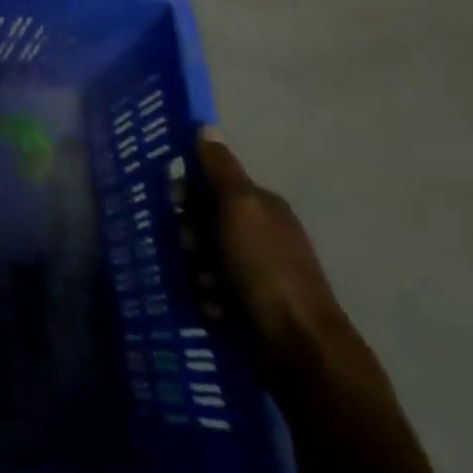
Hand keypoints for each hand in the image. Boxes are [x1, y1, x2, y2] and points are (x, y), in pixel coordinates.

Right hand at [197, 129, 349, 367]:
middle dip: (188, 235)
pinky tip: (214, 307)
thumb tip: (206, 126)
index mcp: (260, 206)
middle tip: (192, 249)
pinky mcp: (247, 304)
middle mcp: (258, 233)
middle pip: (200, 221)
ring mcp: (254, 270)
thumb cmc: (265, 267)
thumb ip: (220, 169)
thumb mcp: (240, 207)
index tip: (175, 202)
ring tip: (206, 286)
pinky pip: (207, 288)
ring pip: (200, 256)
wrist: (297, 345)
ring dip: (194, 269)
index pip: (210, 182)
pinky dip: (206, 297)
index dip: (187, 190)